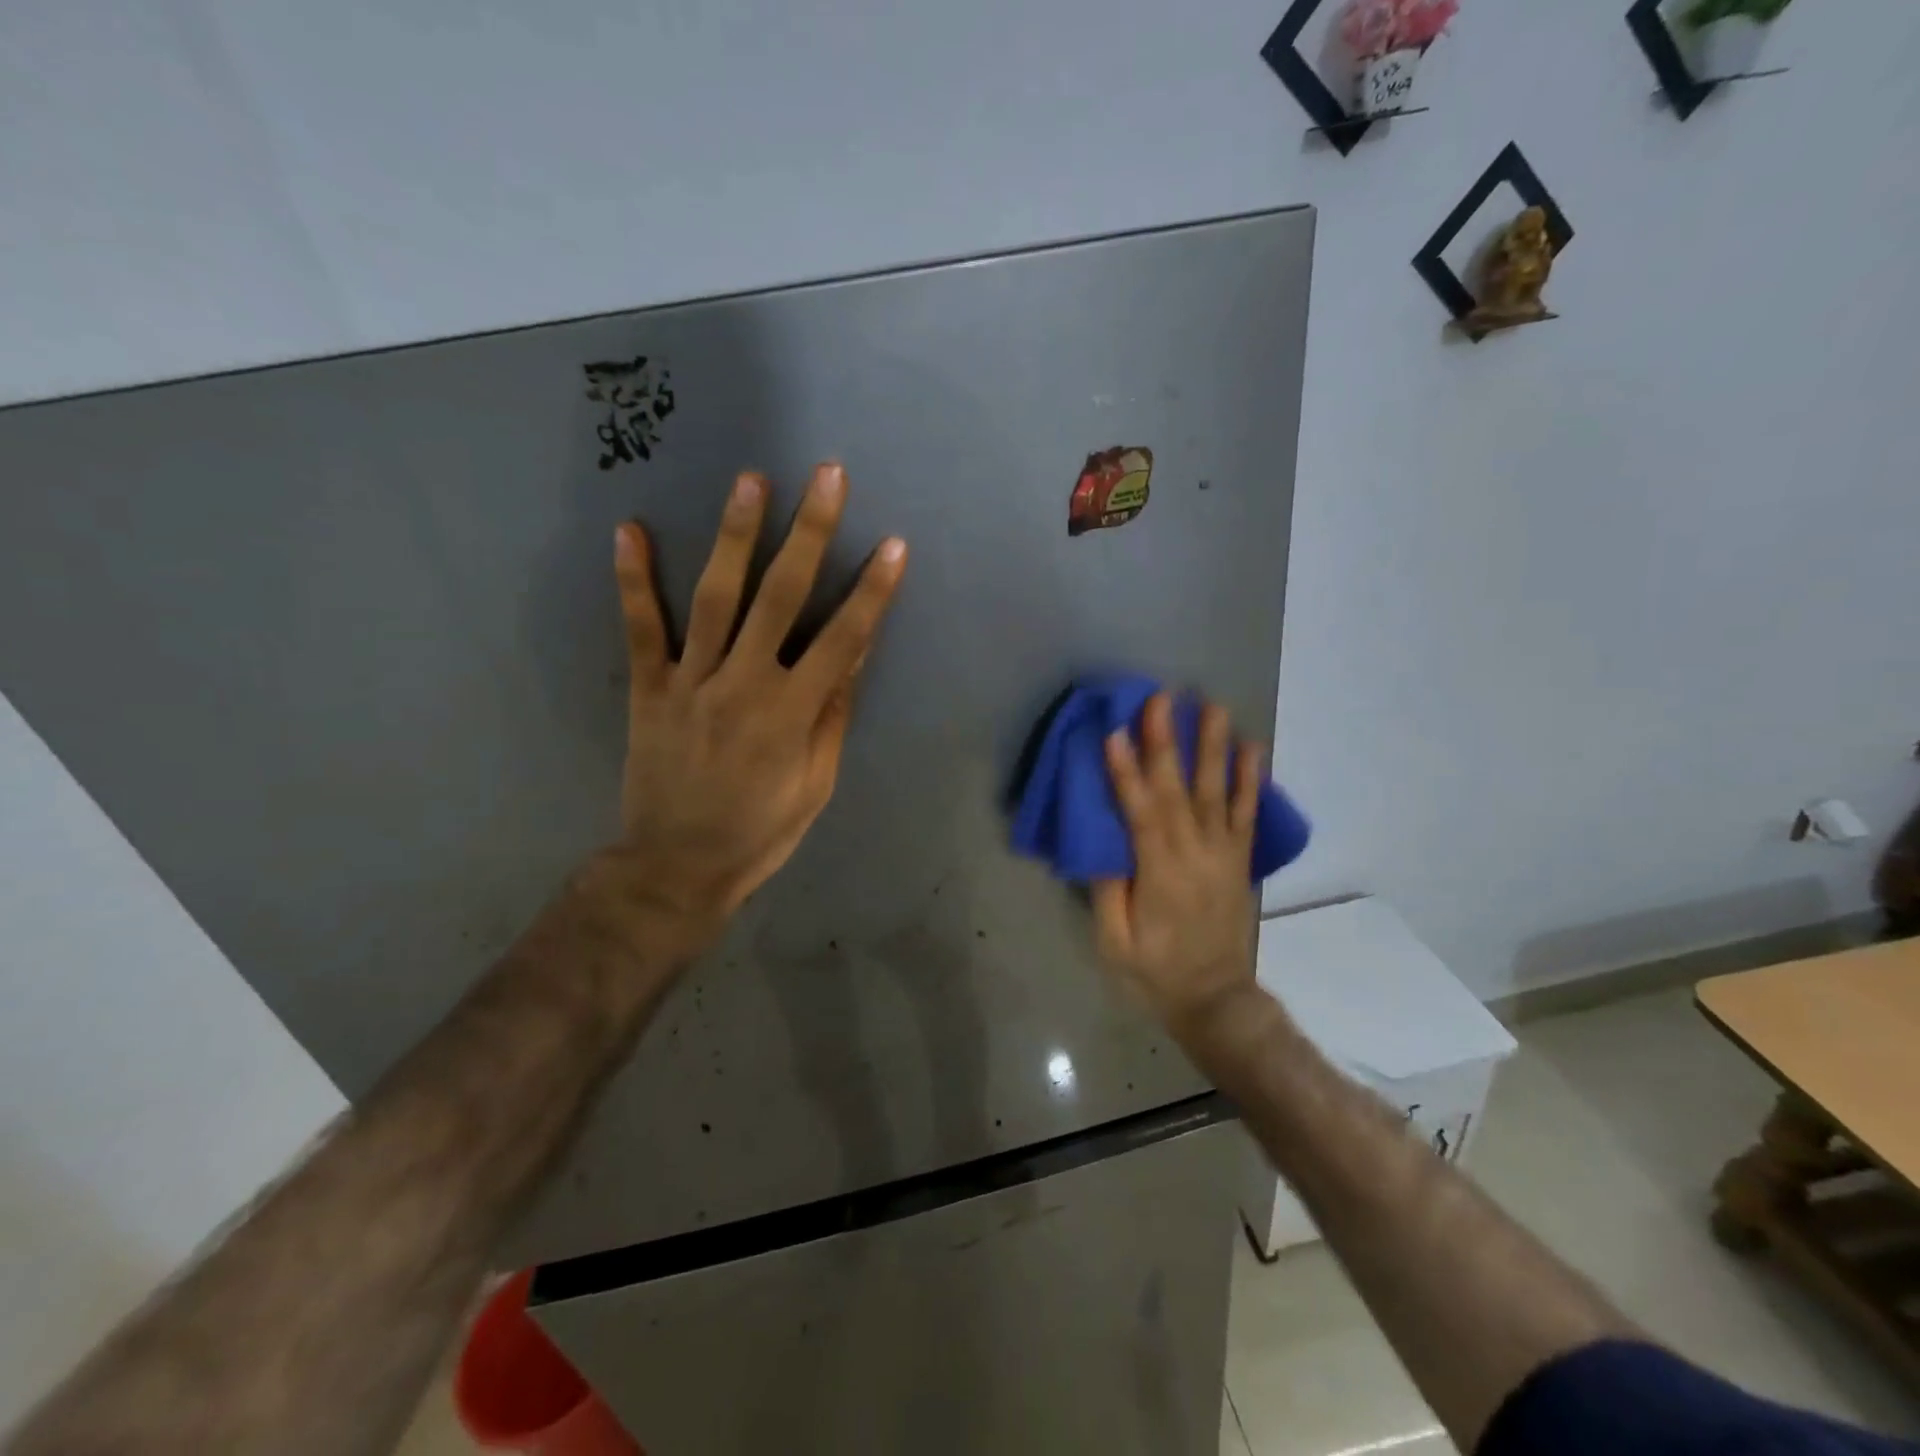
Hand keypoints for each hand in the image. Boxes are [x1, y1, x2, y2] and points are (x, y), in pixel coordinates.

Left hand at [607, 462, 906, 941]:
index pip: (842, 639)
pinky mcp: (648, 689)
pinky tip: (629, 529)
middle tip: (826, 476)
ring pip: (715, 598)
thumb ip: (832, 716)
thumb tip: (852, 655)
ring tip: (750, 480)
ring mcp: (691, 682)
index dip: (871, 591)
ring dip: (735, 536)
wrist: (676, 867)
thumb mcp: (815, 784)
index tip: (892, 545)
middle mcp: (743, 684)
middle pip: (781, 598)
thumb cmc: (760, 831)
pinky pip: (641, 629)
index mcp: (792, 712)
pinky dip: (634, 580)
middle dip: (809, 533)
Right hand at [1091, 694, 1263, 1028]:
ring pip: (1216, 790)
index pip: (1139, 811)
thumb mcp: (1116, 943)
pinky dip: (1249, 778)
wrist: (1217, 999)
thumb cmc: (1156, 973)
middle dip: (1166, 740)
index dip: (1125, 770)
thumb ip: (1108, 890)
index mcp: (1159, 873)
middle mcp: (1194, 853)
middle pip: (1177, 789)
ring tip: (1210, 705)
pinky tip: (1250, 747)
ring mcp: (1222, 853)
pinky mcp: (1239, 858)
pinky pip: (1247, 812)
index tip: (1114, 731)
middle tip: (1160, 697)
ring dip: (1211, 745)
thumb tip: (1102, 841)